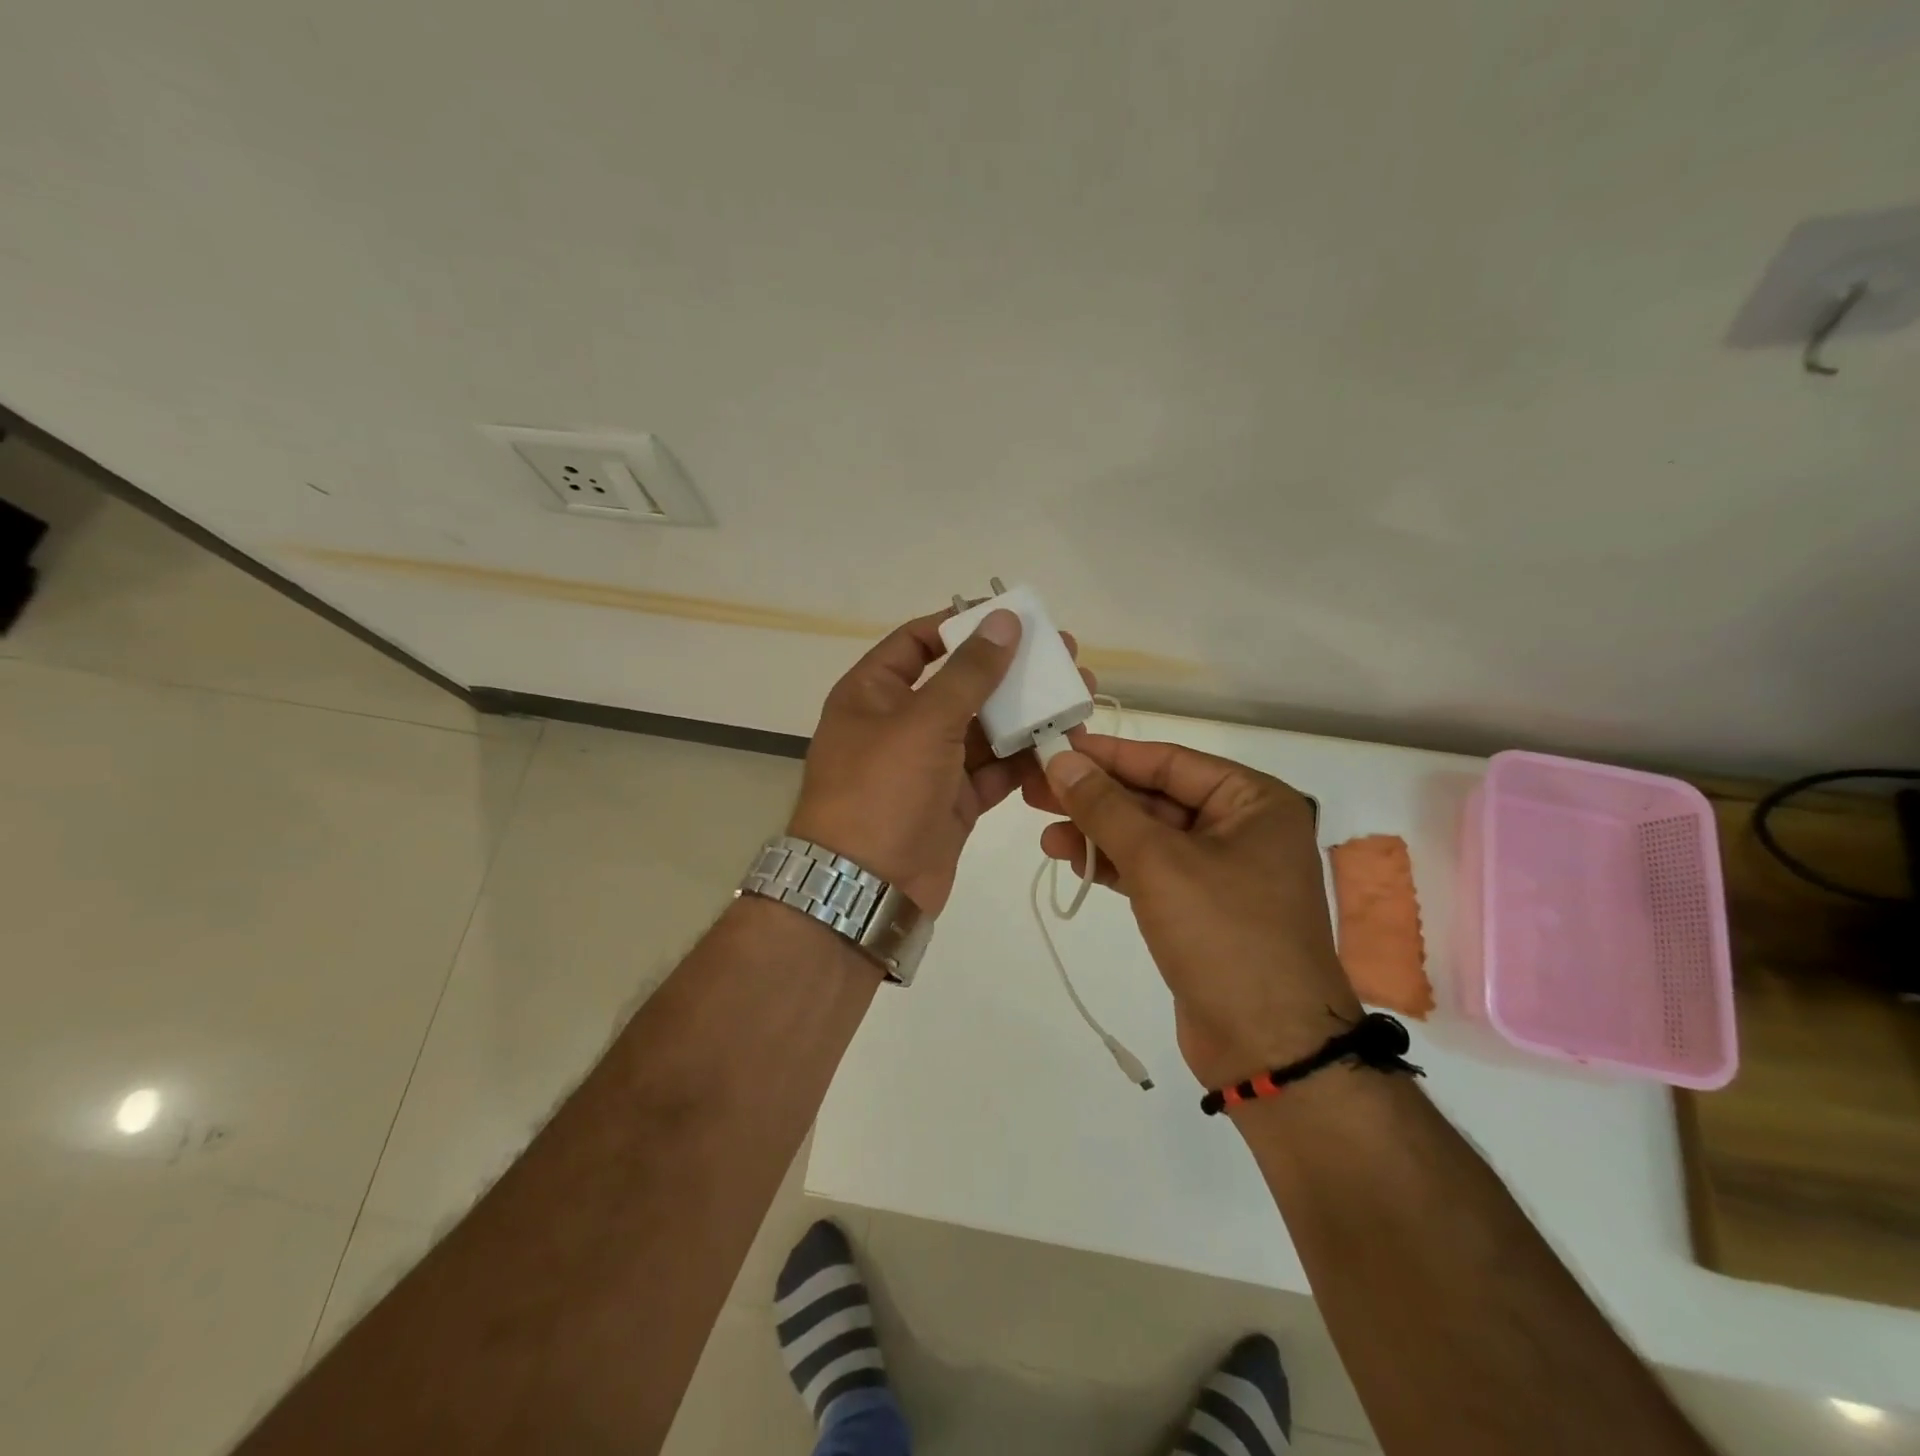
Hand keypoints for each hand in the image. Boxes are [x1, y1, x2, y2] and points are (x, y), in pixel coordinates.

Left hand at [790, 608, 1091, 916]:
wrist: (866, 889)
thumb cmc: (882, 790)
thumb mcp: (923, 722)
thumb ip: (969, 673)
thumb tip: (1003, 619)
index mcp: (872, 694)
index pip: (917, 643)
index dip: (961, 626)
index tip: (1011, 619)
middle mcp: (899, 724)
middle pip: (961, 685)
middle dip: (1011, 673)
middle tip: (1065, 657)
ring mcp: (928, 765)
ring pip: (983, 729)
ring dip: (1026, 716)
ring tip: (1077, 699)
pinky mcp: (954, 802)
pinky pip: (992, 771)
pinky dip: (1023, 760)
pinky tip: (1062, 746)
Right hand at [1027, 735, 1357, 1087]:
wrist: (1267, 1048)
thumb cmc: (1223, 935)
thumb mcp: (1158, 862)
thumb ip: (1105, 808)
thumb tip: (1060, 761)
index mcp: (1254, 801)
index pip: (1168, 762)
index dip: (1108, 755)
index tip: (1055, 747)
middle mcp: (1243, 828)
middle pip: (1156, 798)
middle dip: (1096, 797)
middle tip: (1036, 789)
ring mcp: (1223, 872)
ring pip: (1149, 837)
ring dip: (1098, 833)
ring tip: (1044, 832)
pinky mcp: (1202, 910)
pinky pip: (1152, 872)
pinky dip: (1114, 865)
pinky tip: (1072, 859)